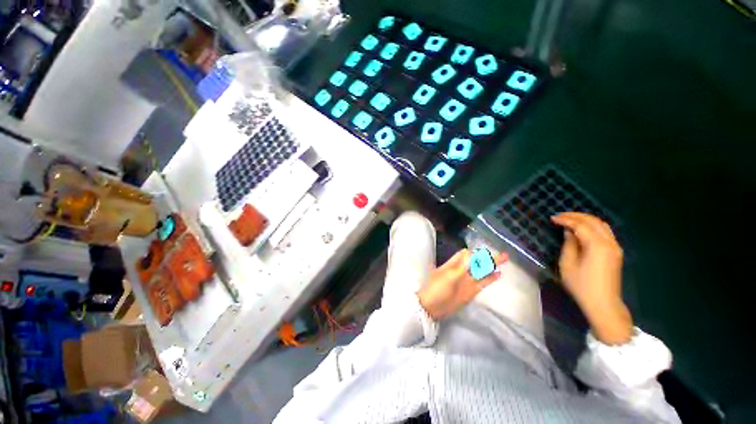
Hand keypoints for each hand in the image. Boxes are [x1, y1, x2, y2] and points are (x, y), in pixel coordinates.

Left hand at [417, 249, 507, 319]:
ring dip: (491, 265)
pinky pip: (483, 282)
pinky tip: (498, 273)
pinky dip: (490, 278)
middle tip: (503, 254)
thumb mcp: (448, 275)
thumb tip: (471, 254)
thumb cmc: (437, 288)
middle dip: (487, 257)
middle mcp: (461, 270)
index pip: (466, 254)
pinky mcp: (471, 291)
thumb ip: (461, 266)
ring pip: (481, 271)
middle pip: (476, 261)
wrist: (431, 307)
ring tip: (505, 259)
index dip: (475, 252)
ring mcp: (467, 281)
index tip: (486, 253)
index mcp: (453, 264)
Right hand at [551, 212, 632, 344]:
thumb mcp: (568, 264)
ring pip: (602, 225)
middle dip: (576, 216)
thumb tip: (569, 232)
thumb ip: (569, 244)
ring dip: (585, 219)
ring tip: (570, 219)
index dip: (566, 219)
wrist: (603, 303)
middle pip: (594, 221)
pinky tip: (582, 228)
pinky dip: (592, 226)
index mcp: (597, 245)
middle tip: (560, 216)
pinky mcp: (616, 252)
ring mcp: (615, 247)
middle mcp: (609, 243)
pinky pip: (605, 232)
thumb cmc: (581, 285)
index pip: (581, 225)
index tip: (552, 218)